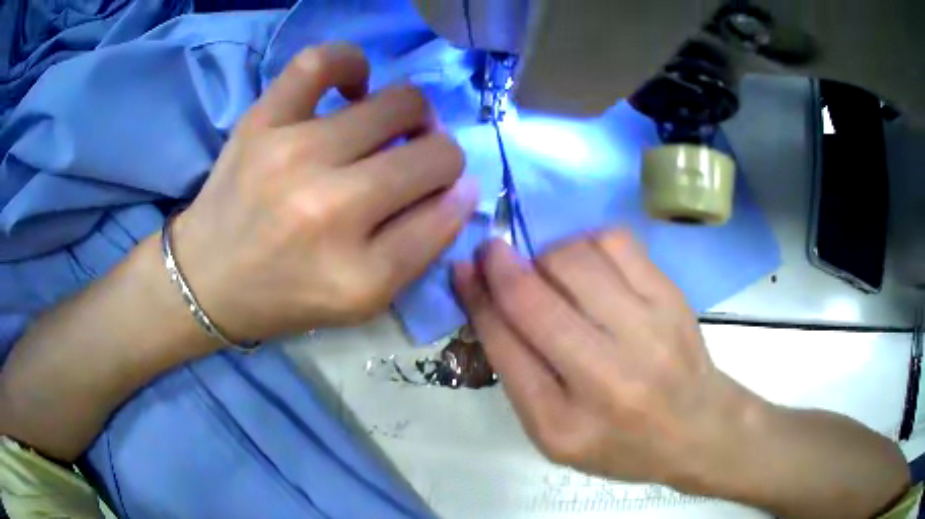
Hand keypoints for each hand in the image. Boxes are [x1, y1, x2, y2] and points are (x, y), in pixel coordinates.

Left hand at [173, 44, 477, 341]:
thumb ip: (419, 249)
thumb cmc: (286, 295)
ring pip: (400, 103)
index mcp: (360, 274)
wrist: (207, 277)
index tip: (442, 192)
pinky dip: (351, 64)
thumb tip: (461, 185)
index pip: (449, 210)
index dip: (456, 195)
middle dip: (440, 156)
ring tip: (385, 130)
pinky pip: (322, 61)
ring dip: (411, 116)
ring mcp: (294, 154)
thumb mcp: (362, 300)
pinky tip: (352, 88)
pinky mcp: (262, 121)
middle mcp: (332, 210)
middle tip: (413, 163)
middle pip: (436, 153)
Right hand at [453, 231, 759, 488]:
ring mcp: (647, 331)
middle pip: (534, 298)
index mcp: (563, 425)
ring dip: (545, 256)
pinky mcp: (671, 298)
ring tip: (551, 273)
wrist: (697, 428)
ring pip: (572, 259)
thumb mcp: (556, 432)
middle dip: (500, 264)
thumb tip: (486, 299)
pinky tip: (589, 264)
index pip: (505, 347)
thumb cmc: (620, 442)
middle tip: (493, 254)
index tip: (464, 268)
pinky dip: (586, 242)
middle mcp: (606, 379)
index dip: (477, 298)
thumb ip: (519, 373)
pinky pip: (614, 241)